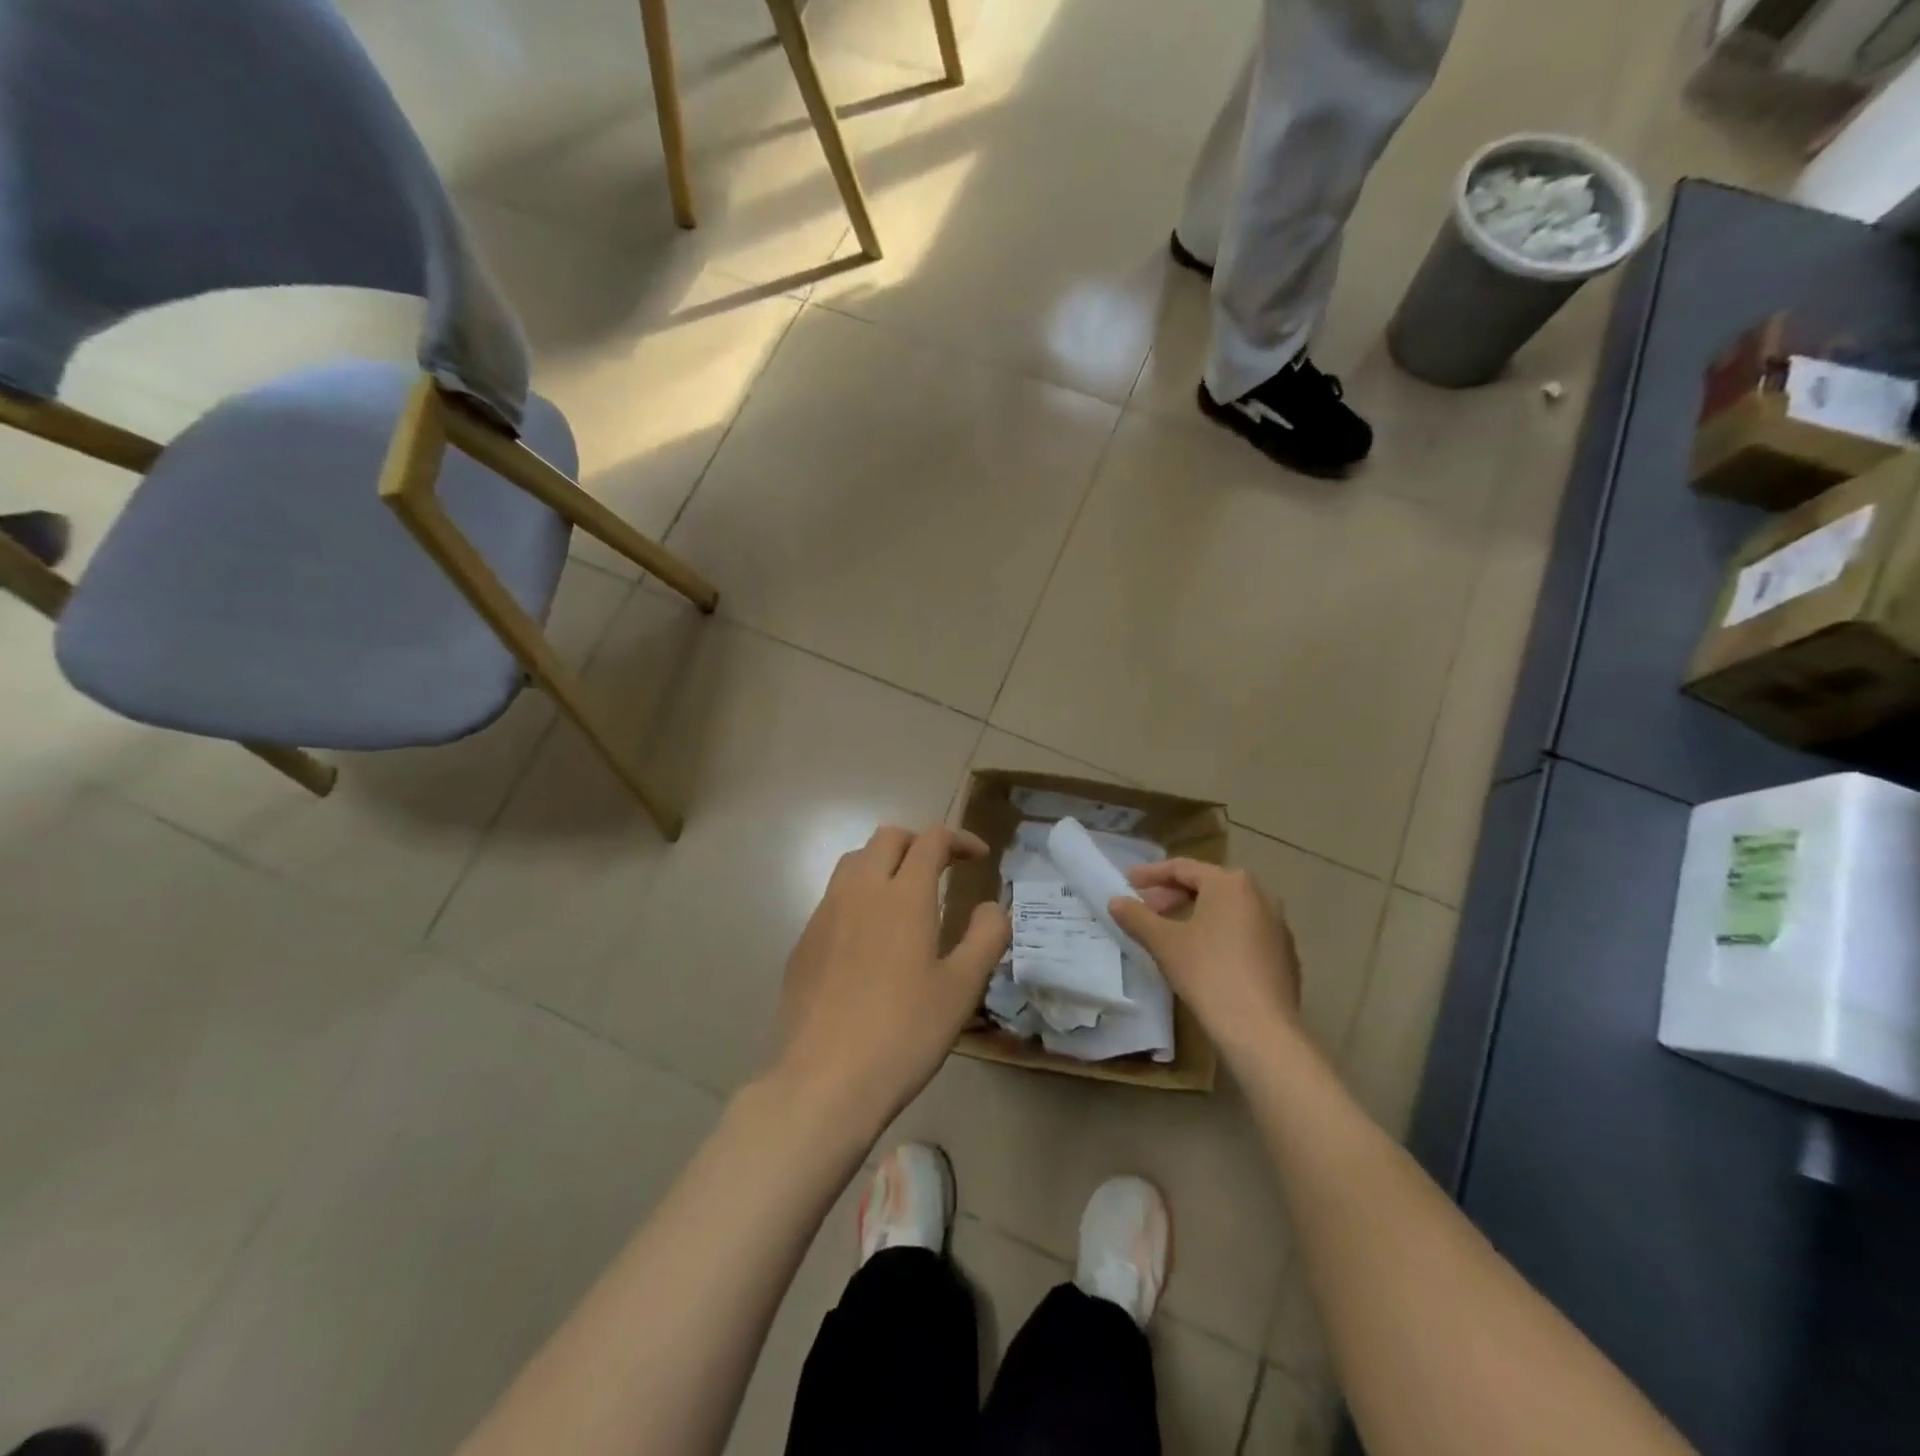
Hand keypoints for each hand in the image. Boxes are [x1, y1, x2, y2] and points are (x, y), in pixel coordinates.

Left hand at [768, 824, 1010, 1133]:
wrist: (825, 1080)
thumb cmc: (904, 1032)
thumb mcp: (961, 989)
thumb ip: (986, 937)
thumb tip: (993, 905)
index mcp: (904, 895)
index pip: (931, 840)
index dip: (959, 839)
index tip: (979, 858)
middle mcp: (860, 891)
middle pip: (888, 838)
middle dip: (919, 843)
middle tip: (942, 870)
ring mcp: (825, 914)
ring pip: (854, 861)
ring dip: (884, 862)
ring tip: (904, 895)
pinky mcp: (804, 942)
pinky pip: (833, 897)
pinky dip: (858, 895)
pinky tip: (869, 937)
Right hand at [1109, 860, 1303, 1062]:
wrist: (1260, 1028)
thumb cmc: (1207, 973)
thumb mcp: (1163, 942)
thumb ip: (1137, 917)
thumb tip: (1115, 901)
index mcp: (1230, 883)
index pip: (1183, 868)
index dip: (1152, 874)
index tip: (1128, 882)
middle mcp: (1260, 895)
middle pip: (1208, 886)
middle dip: (1173, 895)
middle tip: (1147, 910)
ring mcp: (1277, 925)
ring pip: (1228, 909)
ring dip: (1197, 914)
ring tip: (1172, 932)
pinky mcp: (1285, 954)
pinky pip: (1245, 932)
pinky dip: (1220, 934)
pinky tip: (1204, 957)